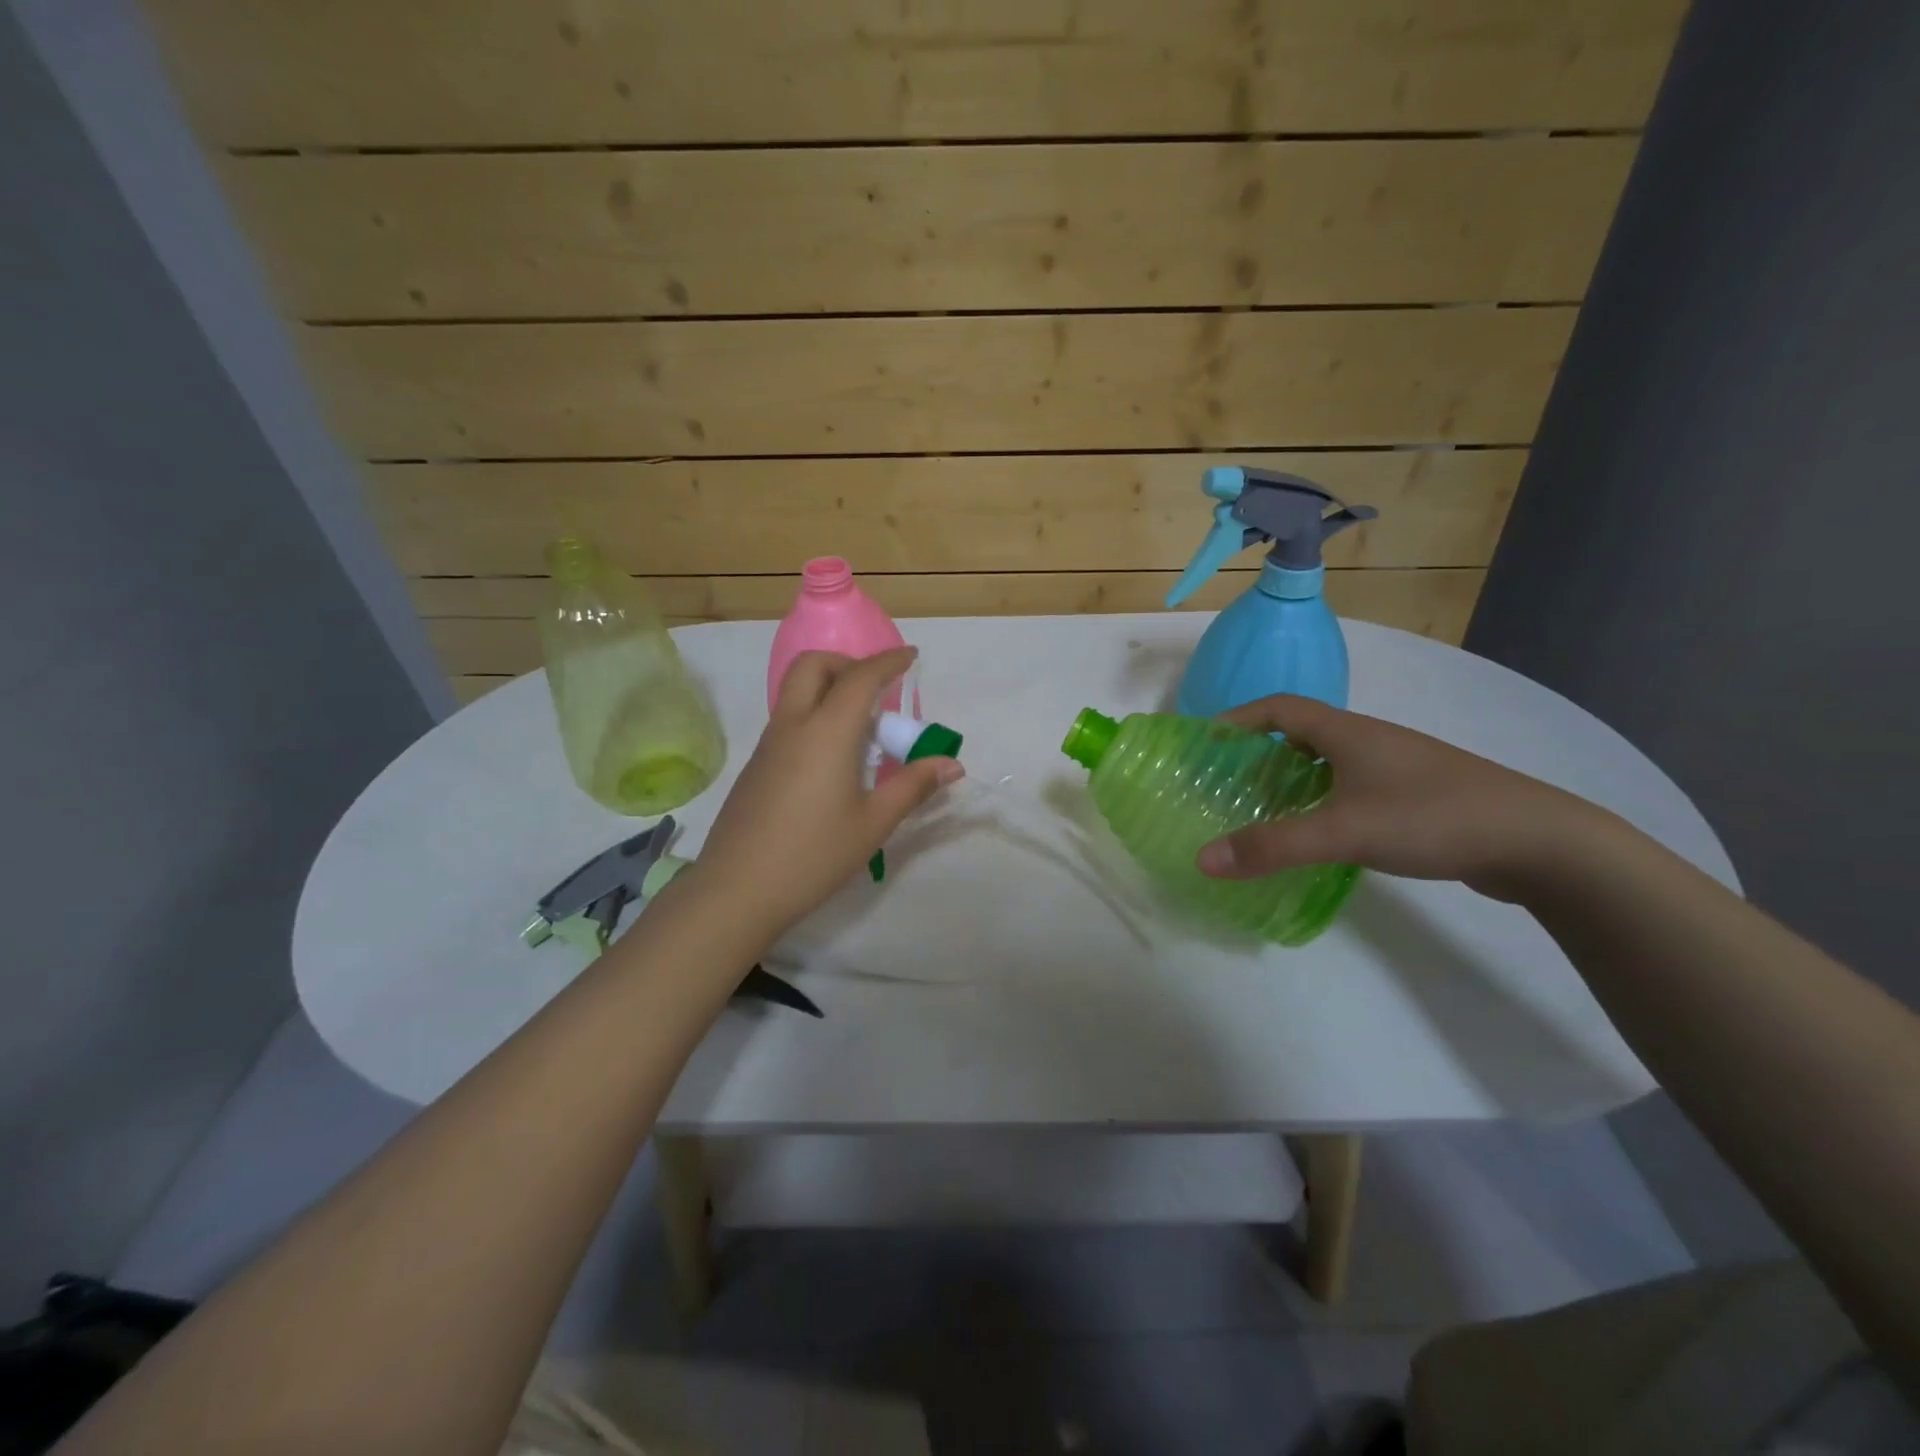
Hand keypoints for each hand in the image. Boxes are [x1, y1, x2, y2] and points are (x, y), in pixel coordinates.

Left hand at [688, 647, 962, 936]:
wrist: (737, 890)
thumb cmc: (814, 855)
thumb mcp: (873, 823)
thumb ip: (913, 786)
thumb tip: (951, 764)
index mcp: (826, 732)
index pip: (860, 677)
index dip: (889, 661)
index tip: (911, 656)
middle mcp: (793, 725)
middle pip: (813, 665)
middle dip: (847, 663)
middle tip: (875, 691)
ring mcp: (768, 744)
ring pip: (795, 691)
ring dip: (829, 690)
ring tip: (860, 733)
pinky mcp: (755, 766)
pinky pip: (787, 720)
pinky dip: (814, 716)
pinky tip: (831, 763)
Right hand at [1195, 694, 1600, 899]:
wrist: (1540, 842)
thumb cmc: (1431, 817)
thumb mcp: (1342, 831)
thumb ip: (1272, 846)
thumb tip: (1202, 858)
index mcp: (1348, 732)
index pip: (1279, 708)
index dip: (1238, 718)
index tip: (1206, 741)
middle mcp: (1370, 740)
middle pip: (1301, 733)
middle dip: (1259, 753)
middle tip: (1227, 783)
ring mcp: (1397, 768)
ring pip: (1329, 763)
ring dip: (1292, 779)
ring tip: (1264, 809)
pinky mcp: (1417, 796)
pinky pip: (1353, 787)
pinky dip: (1323, 800)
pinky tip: (1321, 833)